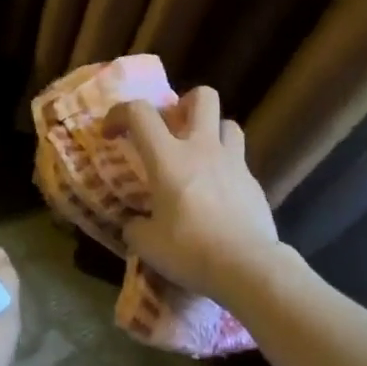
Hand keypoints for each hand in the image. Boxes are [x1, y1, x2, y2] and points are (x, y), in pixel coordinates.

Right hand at [103, 86, 281, 298]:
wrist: (248, 267)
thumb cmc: (189, 250)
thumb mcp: (147, 244)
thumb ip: (136, 226)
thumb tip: (135, 223)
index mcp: (168, 158)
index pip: (139, 112)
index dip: (119, 113)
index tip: (112, 133)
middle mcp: (202, 149)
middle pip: (202, 97)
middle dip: (184, 103)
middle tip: (172, 128)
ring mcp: (234, 163)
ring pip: (228, 123)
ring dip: (212, 132)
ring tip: (200, 156)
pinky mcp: (254, 183)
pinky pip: (240, 161)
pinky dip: (226, 168)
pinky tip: (219, 194)